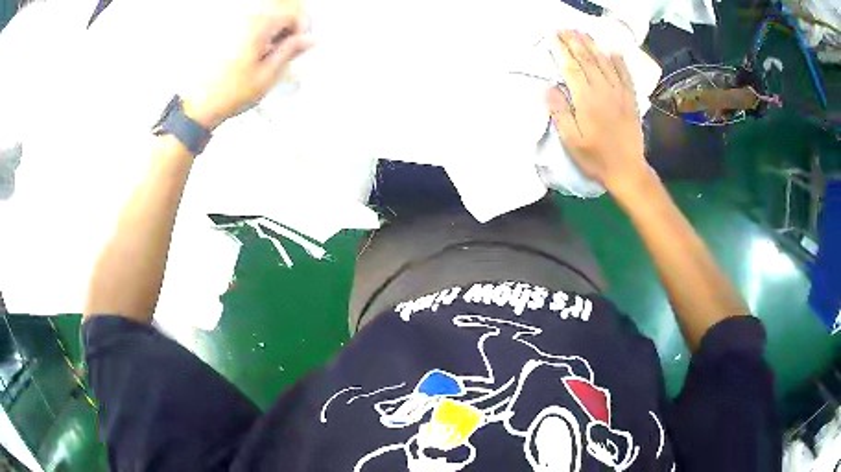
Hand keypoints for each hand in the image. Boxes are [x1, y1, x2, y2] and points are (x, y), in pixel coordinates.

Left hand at [183, 1, 312, 129]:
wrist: (199, 105)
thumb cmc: (230, 93)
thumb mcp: (268, 75)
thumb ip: (290, 51)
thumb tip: (310, 39)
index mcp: (258, 26)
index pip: (292, 12)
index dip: (303, 26)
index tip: (303, 42)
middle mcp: (245, 18)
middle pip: (281, 5)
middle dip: (293, 20)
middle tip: (295, 40)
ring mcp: (234, 23)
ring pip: (267, 10)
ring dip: (278, 23)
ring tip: (277, 45)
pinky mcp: (225, 30)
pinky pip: (252, 18)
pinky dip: (263, 27)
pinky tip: (261, 45)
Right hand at [545, 30, 651, 195]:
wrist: (627, 171)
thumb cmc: (596, 159)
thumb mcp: (572, 141)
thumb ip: (560, 113)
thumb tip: (548, 88)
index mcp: (587, 100)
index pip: (572, 69)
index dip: (562, 51)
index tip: (553, 37)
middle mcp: (604, 91)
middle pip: (588, 60)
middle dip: (575, 42)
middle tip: (565, 28)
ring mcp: (620, 94)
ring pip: (605, 63)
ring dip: (593, 46)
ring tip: (583, 33)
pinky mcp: (631, 100)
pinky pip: (625, 75)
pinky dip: (619, 61)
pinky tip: (613, 50)